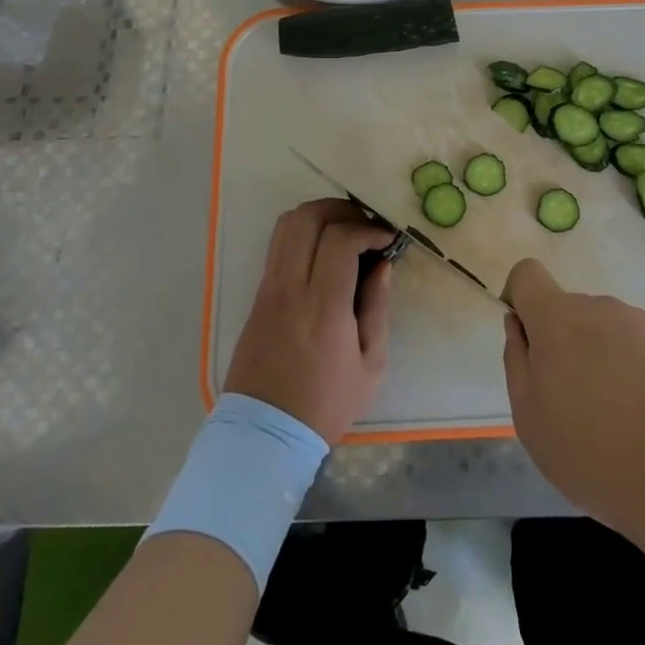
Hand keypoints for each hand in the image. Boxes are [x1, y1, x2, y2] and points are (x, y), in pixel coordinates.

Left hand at [224, 199, 392, 443]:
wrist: (265, 434)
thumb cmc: (326, 404)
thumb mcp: (371, 366)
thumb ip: (378, 308)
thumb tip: (383, 265)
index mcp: (323, 308)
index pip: (340, 240)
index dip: (367, 229)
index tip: (386, 239)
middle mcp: (290, 288)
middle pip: (307, 218)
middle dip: (341, 210)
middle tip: (364, 226)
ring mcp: (268, 289)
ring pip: (287, 224)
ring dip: (319, 216)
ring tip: (344, 233)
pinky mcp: (258, 295)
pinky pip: (278, 246)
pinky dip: (303, 235)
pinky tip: (323, 254)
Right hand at [502, 258, 644, 541]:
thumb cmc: (591, 455)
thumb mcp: (529, 419)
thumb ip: (517, 361)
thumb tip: (518, 325)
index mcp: (558, 320)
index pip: (527, 274)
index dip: (521, 298)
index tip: (529, 340)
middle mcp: (599, 307)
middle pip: (569, 309)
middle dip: (565, 342)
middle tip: (575, 400)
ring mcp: (640, 321)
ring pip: (605, 327)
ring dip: (601, 354)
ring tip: (618, 413)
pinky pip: (639, 342)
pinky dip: (635, 366)